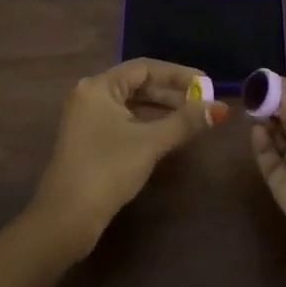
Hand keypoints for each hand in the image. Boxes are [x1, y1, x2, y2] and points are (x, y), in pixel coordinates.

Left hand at [32, 58, 226, 256]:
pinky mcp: (90, 139)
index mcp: (99, 86)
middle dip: (172, 93)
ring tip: (192, 118)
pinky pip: (124, 120)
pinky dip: (147, 123)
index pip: (145, 68)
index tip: (207, 85)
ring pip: (131, 104)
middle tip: (203, 102)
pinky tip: (169, 133)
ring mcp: (87, 118)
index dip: (178, 74)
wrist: (66, 218)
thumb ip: (185, 122)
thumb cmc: (108, 170)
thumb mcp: (150, 143)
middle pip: (137, 84)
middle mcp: (90, 95)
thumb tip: (219, 109)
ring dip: (161, 109)